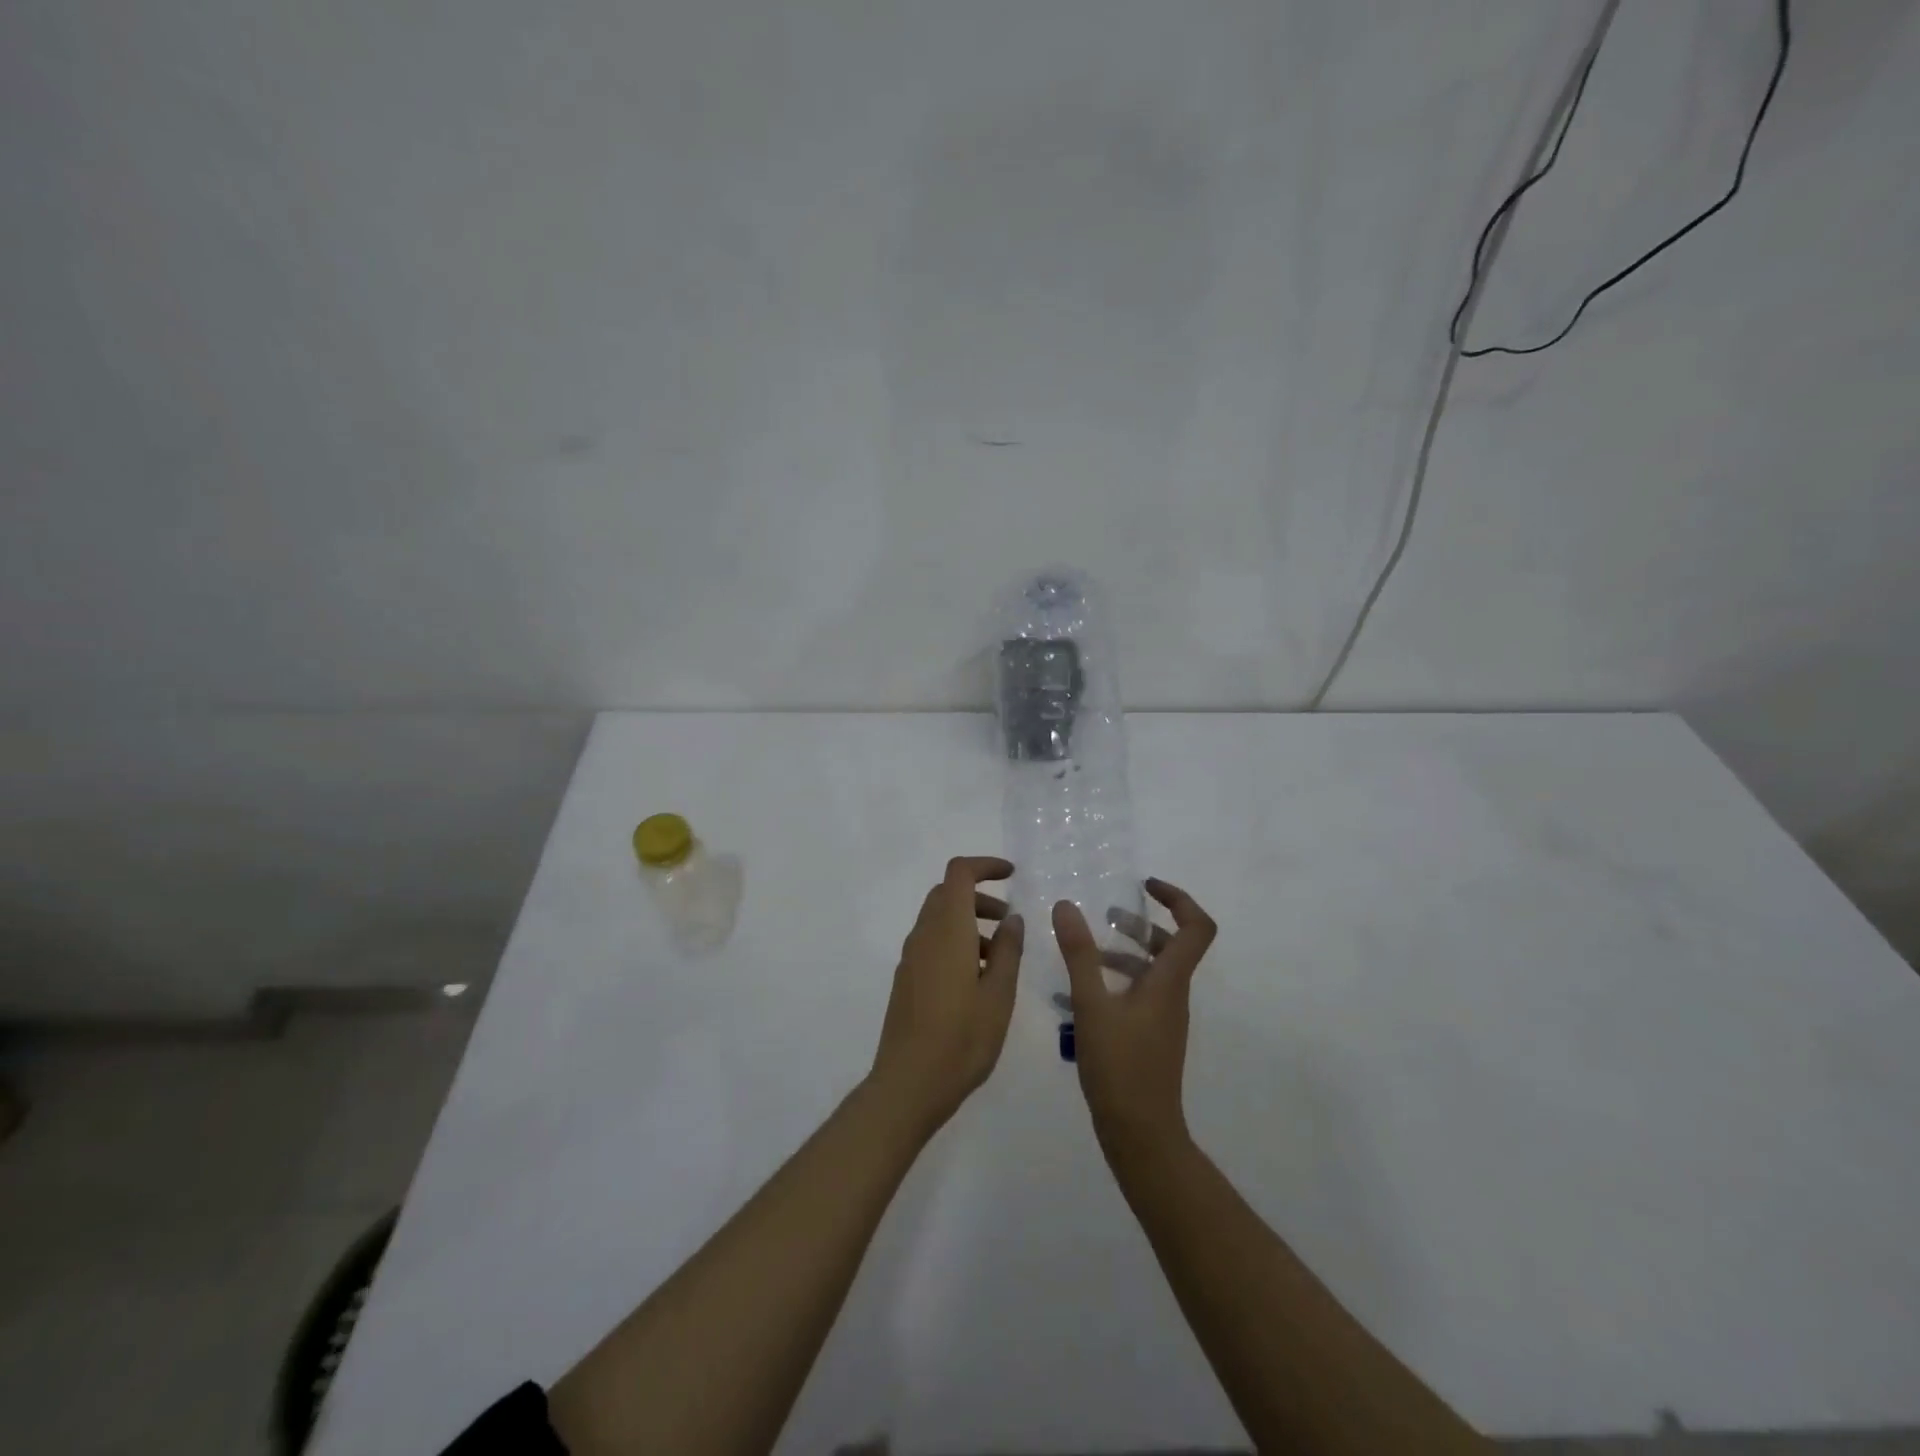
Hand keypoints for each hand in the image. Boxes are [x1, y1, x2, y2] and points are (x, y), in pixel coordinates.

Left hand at [869, 856, 1022, 1134]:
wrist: (908, 1083)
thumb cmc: (961, 1038)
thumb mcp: (999, 994)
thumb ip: (1009, 950)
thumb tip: (1012, 918)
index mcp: (947, 930)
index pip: (959, 874)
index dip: (985, 866)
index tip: (1012, 875)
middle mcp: (924, 935)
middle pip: (948, 894)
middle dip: (980, 898)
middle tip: (1010, 922)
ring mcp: (910, 957)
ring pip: (940, 919)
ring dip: (970, 923)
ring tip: (1001, 958)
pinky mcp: (906, 979)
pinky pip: (932, 943)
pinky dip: (956, 942)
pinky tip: (977, 980)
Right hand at [1053, 877, 1216, 1155]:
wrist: (1141, 1134)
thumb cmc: (1120, 1066)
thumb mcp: (1091, 1005)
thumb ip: (1078, 954)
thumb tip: (1066, 906)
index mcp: (1169, 981)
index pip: (1196, 927)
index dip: (1178, 898)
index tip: (1146, 886)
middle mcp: (1174, 994)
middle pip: (1173, 946)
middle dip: (1143, 924)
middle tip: (1107, 915)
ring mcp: (1165, 1018)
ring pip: (1154, 970)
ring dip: (1125, 952)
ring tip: (1086, 950)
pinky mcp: (1152, 1036)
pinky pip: (1140, 994)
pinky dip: (1116, 981)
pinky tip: (1079, 992)